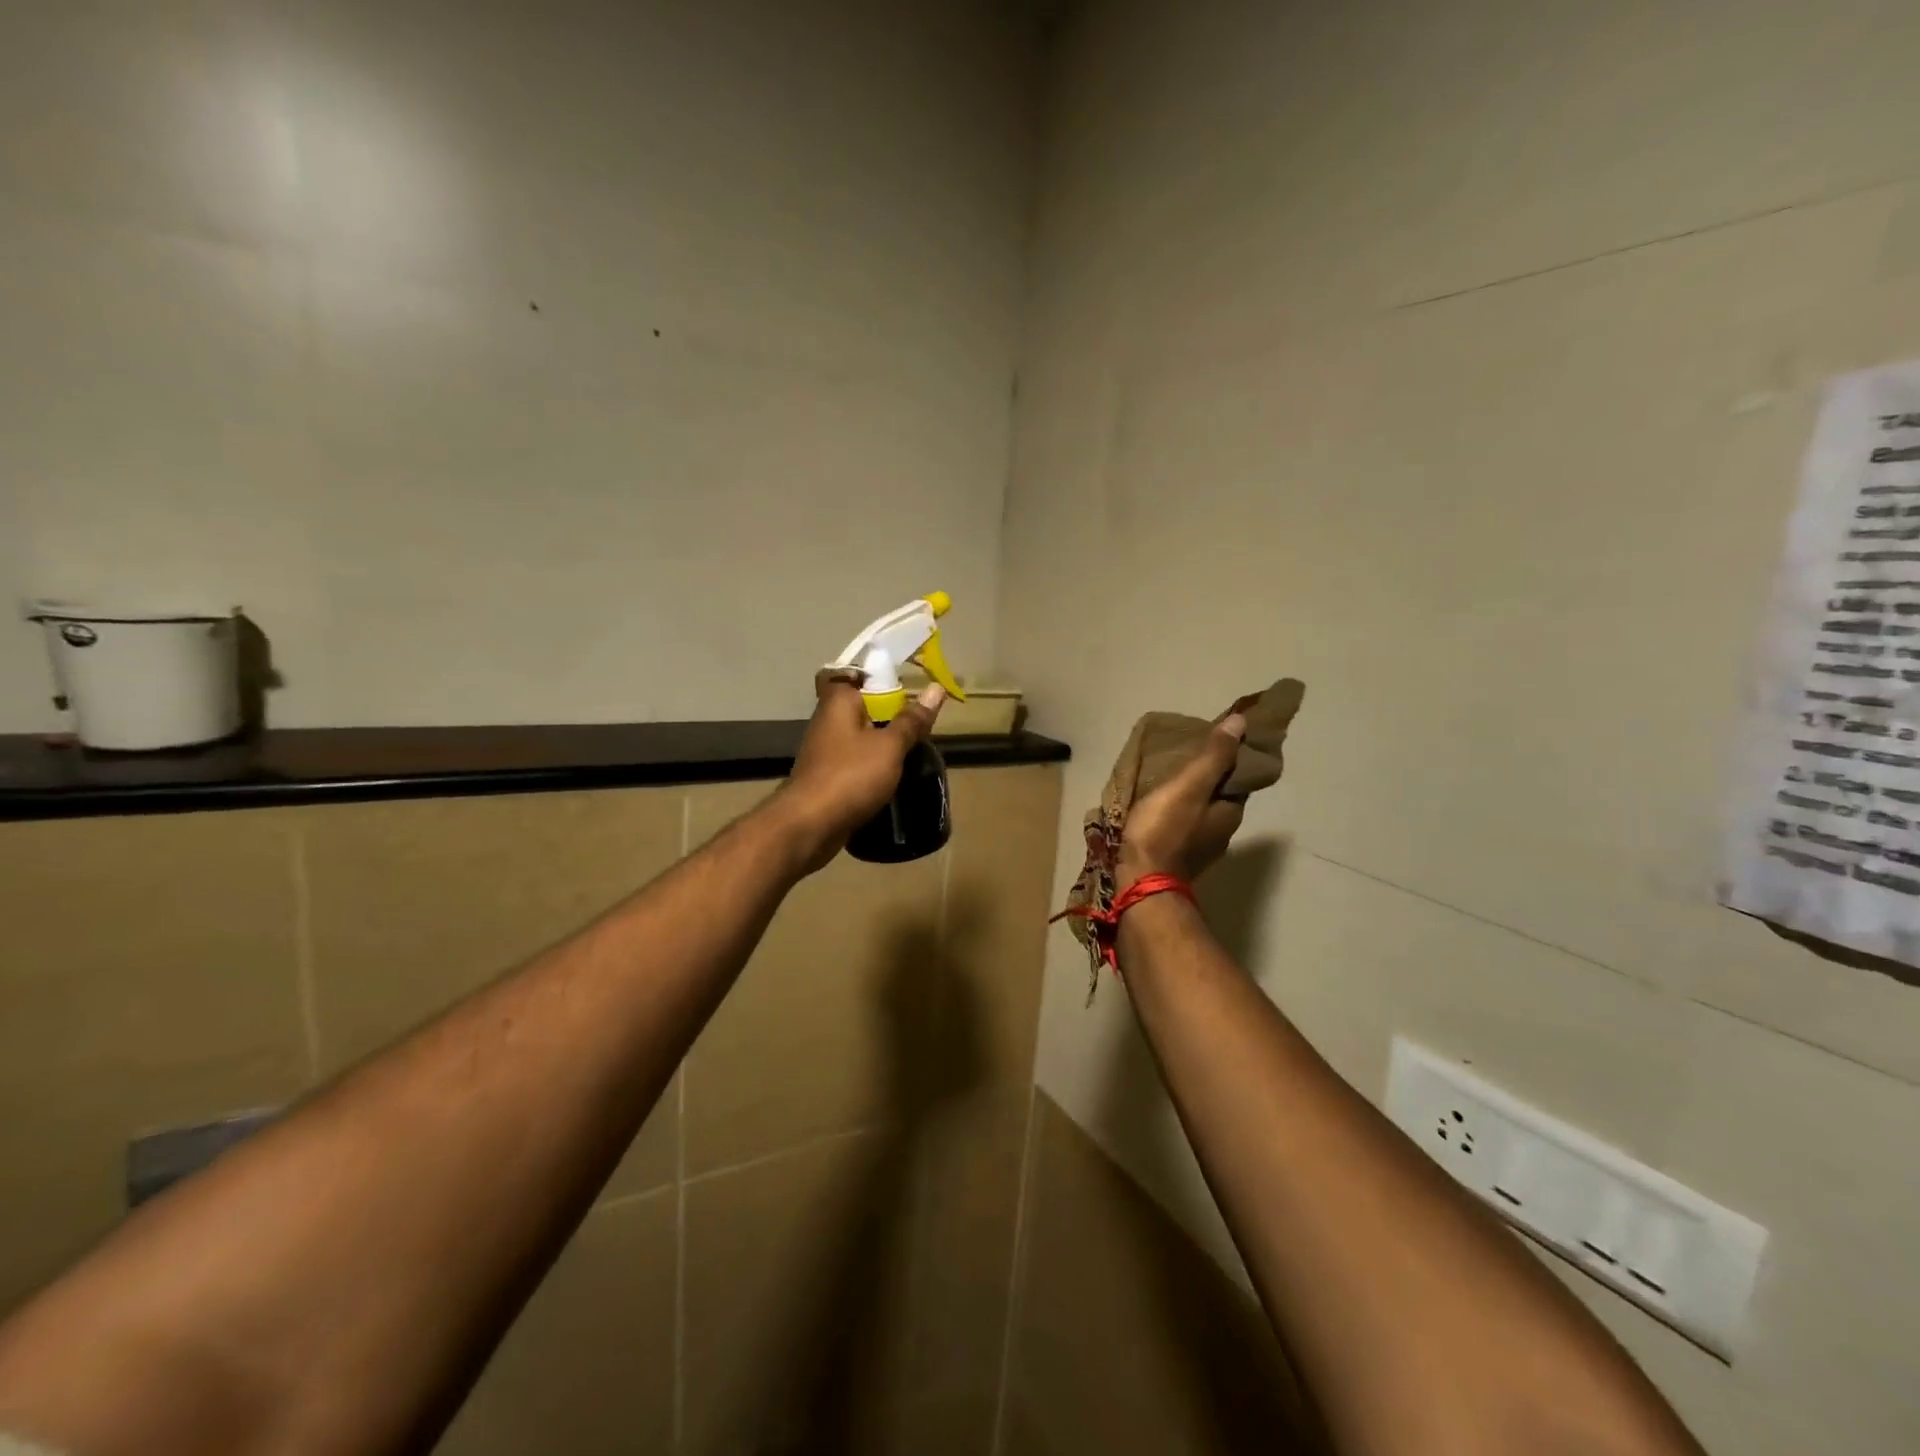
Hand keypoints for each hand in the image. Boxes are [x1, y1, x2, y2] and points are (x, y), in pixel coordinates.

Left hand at [771, 672, 946, 873]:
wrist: (809, 825)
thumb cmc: (850, 776)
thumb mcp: (889, 746)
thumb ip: (912, 720)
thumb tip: (935, 690)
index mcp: (838, 701)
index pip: (851, 672)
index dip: (876, 674)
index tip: (905, 684)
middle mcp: (828, 720)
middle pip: (860, 705)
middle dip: (888, 712)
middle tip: (920, 720)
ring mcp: (825, 750)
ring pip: (859, 735)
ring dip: (882, 741)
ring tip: (914, 748)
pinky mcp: (827, 777)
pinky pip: (855, 761)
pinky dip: (873, 765)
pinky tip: (894, 775)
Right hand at [1117, 711, 1248, 889]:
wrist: (1141, 881)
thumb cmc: (1165, 830)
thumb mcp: (1190, 786)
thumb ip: (1214, 756)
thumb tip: (1242, 722)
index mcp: (1231, 811)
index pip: (1238, 777)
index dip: (1228, 757)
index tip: (1210, 740)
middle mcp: (1223, 831)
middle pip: (1220, 795)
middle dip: (1206, 777)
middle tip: (1182, 755)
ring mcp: (1201, 848)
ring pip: (1200, 812)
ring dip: (1189, 796)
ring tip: (1166, 779)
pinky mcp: (1179, 858)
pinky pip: (1182, 826)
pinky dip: (1175, 813)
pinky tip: (1157, 807)